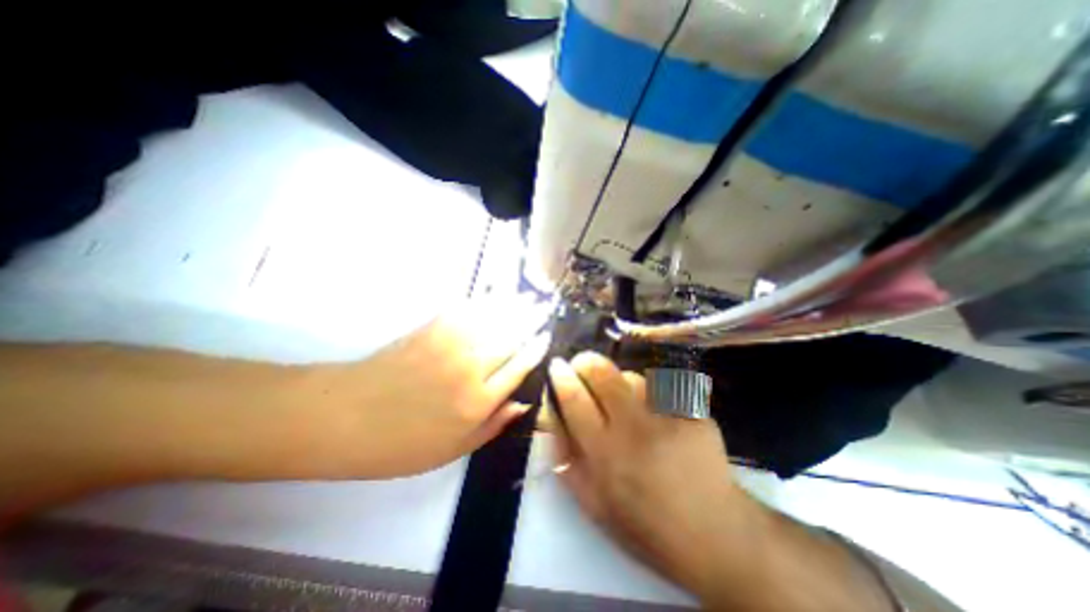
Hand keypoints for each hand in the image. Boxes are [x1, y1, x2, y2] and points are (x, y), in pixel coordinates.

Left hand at [311, 293, 553, 478]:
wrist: (344, 416)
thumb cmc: (399, 443)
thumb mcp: (452, 450)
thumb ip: (493, 425)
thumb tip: (523, 402)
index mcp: (479, 401)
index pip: (519, 366)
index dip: (536, 349)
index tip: (546, 336)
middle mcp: (472, 367)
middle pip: (512, 337)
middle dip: (532, 320)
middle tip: (546, 308)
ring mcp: (452, 343)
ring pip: (495, 319)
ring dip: (516, 305)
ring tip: (531, 297)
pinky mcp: (433, 327)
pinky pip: (469, 309)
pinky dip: (487, 300)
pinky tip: (497, 295)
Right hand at [544, 352, 750, 599]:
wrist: (713, 534)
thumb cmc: (643, 523)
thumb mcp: (591, 501)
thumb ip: (565, 456)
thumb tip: (551, 413)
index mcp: (604, 454)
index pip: (574, 398)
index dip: (561, 376)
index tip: (557, 365)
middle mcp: (634, 429)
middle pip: (602, 373)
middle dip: (586, 362)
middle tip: (583, 366)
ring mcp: (668, 417)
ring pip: (632, 376)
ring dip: (620, 380)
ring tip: (624, 399)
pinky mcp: (693, 412)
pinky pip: (661, 386)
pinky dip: (651, 391)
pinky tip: (656, 410)